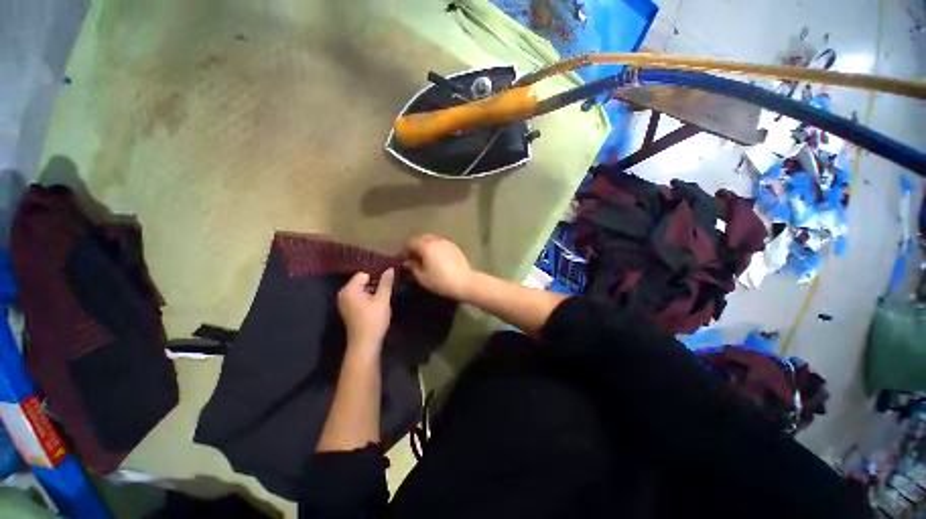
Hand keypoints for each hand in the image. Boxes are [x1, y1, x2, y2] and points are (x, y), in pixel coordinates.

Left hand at [337, 268, 394, 351]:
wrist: (365, 344)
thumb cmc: (373, 320)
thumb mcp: (382, 299)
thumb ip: (386, 283)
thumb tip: (390, 268)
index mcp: (349, 289)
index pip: (364, 274)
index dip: (377, 275)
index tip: (389, 279)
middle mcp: (343, 294)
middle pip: (362, 280)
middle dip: (375, 282)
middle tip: (389, 286)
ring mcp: (345, 302)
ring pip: (362, 288)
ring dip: (373, 290)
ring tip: (385, 293)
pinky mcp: (349, 309)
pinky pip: (360, 296)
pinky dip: (369, 296)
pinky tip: (378, 301)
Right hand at [404, 234, 472, 299]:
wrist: (465, 282)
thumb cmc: (441, 281)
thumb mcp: (422, 277)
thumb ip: (412, 267)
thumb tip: (407, 262)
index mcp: (426, 246)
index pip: (410, 242)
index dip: (405, 250)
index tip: (403, 259)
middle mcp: (436, 240)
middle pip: (421, 238)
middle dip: (415, 245)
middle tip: (412, 257)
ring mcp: (446, 242)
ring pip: (432, 239)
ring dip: (425, 246)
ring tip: (424, 258)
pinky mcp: (454, 247)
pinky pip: (440, 243)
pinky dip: (435, 248)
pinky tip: (436, 258)